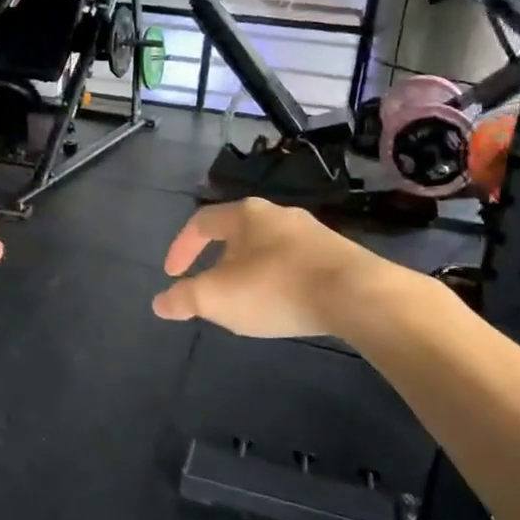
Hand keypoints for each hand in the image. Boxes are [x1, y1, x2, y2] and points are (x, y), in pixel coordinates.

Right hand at [152, 198, 394, 339]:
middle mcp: (279, 214)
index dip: (181, 248)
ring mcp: (313, 233)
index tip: (172, 275)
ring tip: (247, 301)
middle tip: (211, 289)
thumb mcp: (217, 298)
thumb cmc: (276, 288)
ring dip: (250, 272)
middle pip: (237, 233)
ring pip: (268, 248)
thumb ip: (184, 299)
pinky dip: (279, 281)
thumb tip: (160, 303)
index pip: (201, 222)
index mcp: (246, 215)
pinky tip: (284, 304)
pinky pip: (296, 263)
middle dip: (218, 261)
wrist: (359, 296)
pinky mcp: (339, 255)